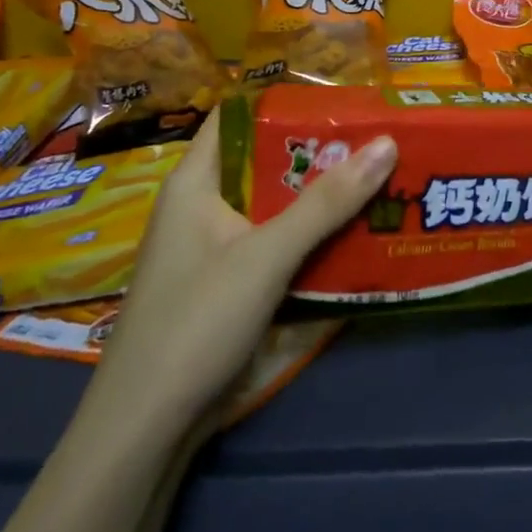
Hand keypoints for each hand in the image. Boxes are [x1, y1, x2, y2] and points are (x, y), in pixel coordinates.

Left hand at [93, 106, 397, 426]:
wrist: (144, 432)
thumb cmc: (196, 322)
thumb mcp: (267, 255)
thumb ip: (327, 202)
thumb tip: (386, 142)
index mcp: (195, 182)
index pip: (238, 117)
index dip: (286, 103)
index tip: (342, 100)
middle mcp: (201, 207)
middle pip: (263, 163)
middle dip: (317, 153)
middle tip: (375, 141)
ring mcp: (212, 249)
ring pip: (273, 207)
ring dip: (318, 198)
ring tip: (376, 179)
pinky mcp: (226, 286)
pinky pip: (273, 244)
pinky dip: (307, 237)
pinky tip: (350, 236)